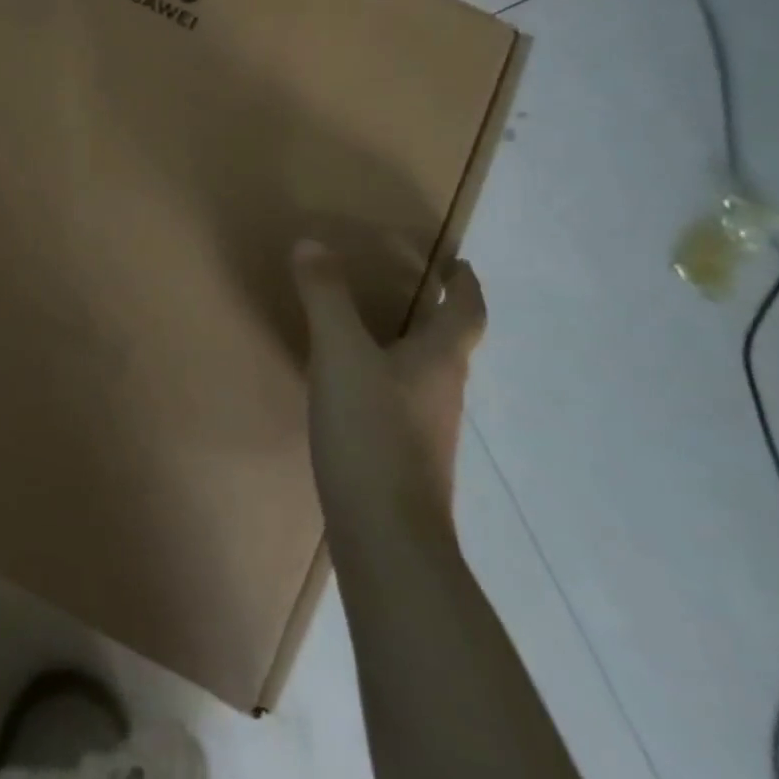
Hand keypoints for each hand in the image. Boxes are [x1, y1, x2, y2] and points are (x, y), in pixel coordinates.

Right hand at [293, 242, 485, 545]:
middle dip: (436, 313)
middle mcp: (443, 392)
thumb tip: (312, 242)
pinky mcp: (407, 459)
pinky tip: (356, 388)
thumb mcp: (340, 353)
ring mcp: (428, 430)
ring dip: (412, 347)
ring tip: (375, 330)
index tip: (459, 265)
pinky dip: (389, 380)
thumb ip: (325, 297)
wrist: (387, 535)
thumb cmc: (371, 432)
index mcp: (440, 361)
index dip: (465, 286)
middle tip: (409, 288)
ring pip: (427, 375)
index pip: (466, 313)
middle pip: (450, 344)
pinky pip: (404, 402)